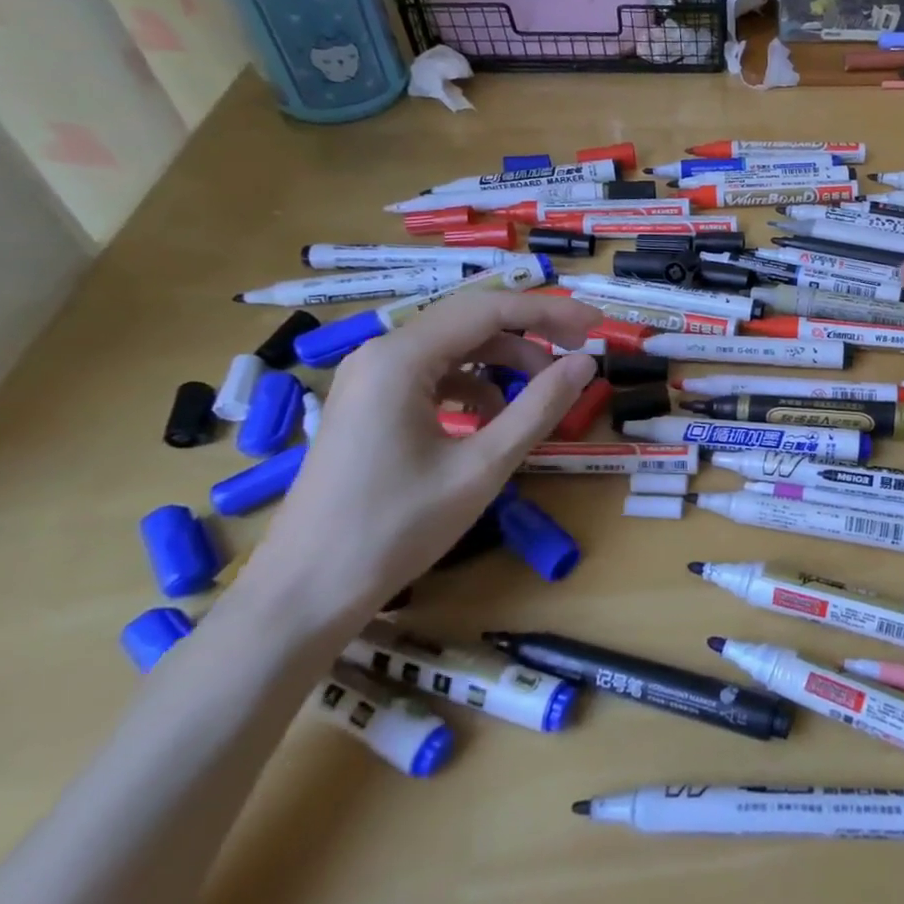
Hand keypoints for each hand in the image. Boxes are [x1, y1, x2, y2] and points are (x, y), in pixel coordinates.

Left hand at [242, 288, 601, 627]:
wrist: (306, 594)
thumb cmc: (396, 528)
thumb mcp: (482, 467)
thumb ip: (538, 408)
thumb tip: (585, 365)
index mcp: (400, 358)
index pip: (490, 309)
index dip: (551, 312)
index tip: (598, 327)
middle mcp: (380, 354)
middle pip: (471, 320)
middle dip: (532, 331)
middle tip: (581, 350)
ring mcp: (369, 379)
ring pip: (454, 347)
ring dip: (505, 361)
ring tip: (543, 393)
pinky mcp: (369, 404)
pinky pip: (434, 374)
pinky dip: (475, 385)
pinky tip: (494, 419)